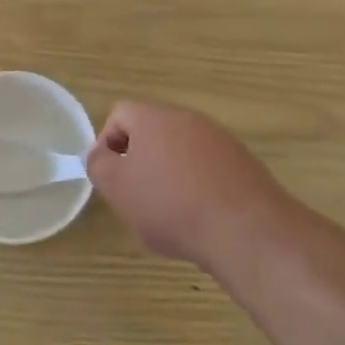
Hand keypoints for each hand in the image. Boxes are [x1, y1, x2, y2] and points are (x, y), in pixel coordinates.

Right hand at [84, 101, 289, 271]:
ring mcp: (221, 140)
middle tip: (136, 195)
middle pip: (153, 130)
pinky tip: (201, 217)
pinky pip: (209, 167)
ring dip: (169, 173)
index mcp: (155, 117)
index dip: (107, 142)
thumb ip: (98, 165)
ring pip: (181, 150)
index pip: (120, 113)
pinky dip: (198, 186)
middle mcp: (189, 119)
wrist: (246, 231)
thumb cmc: (171, 206)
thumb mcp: (118, 189)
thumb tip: (98, 153)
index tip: (111, 176)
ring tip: (169, 212)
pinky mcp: (244, 163)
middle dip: (140, 159)